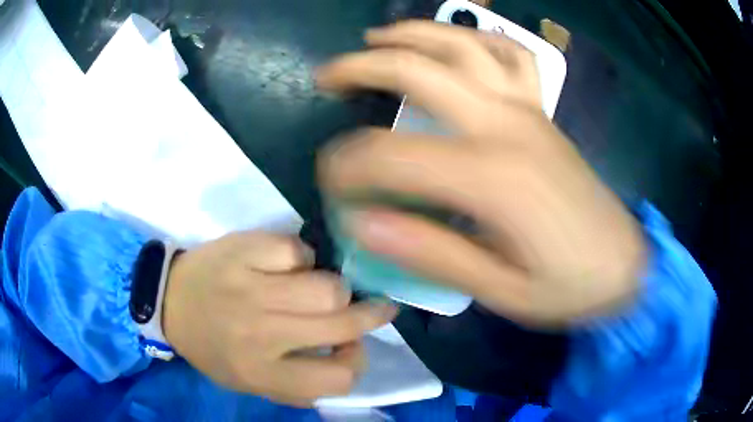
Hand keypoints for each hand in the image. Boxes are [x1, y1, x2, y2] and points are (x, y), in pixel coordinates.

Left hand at [162, 232, 396, 405]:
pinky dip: (302, 258)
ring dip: (336, 288)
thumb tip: (344, 369)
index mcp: (262, 372)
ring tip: (327, 288)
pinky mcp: (244, 251)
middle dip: (371, 316)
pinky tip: (290, 264)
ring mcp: (251, 288)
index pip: (337, 379)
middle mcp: (261, 334)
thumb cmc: (211, 347)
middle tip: (377, 307)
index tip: (351, 349)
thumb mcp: (249, 384)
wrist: (169, 301)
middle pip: (342, 325)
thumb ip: (296, 388)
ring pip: (328, 287)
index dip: (356, 362)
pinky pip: (298, 250)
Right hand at [316, 21, 645, 325]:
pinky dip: (478, 38)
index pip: (393, 156)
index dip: (348, 165)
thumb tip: (362, 226)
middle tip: (327, 75)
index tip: (328, 182)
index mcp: (493, 179)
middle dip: (362, 67)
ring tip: (375, 39)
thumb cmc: (567, 287)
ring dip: (413, 35)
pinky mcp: (543, 112)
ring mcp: (528, 110)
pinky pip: (511, 55)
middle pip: (420, 71)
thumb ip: (432, 254)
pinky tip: (457, 41)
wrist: (624, 267)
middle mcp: (507, 127)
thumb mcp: (500, 290)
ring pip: (463, 46)